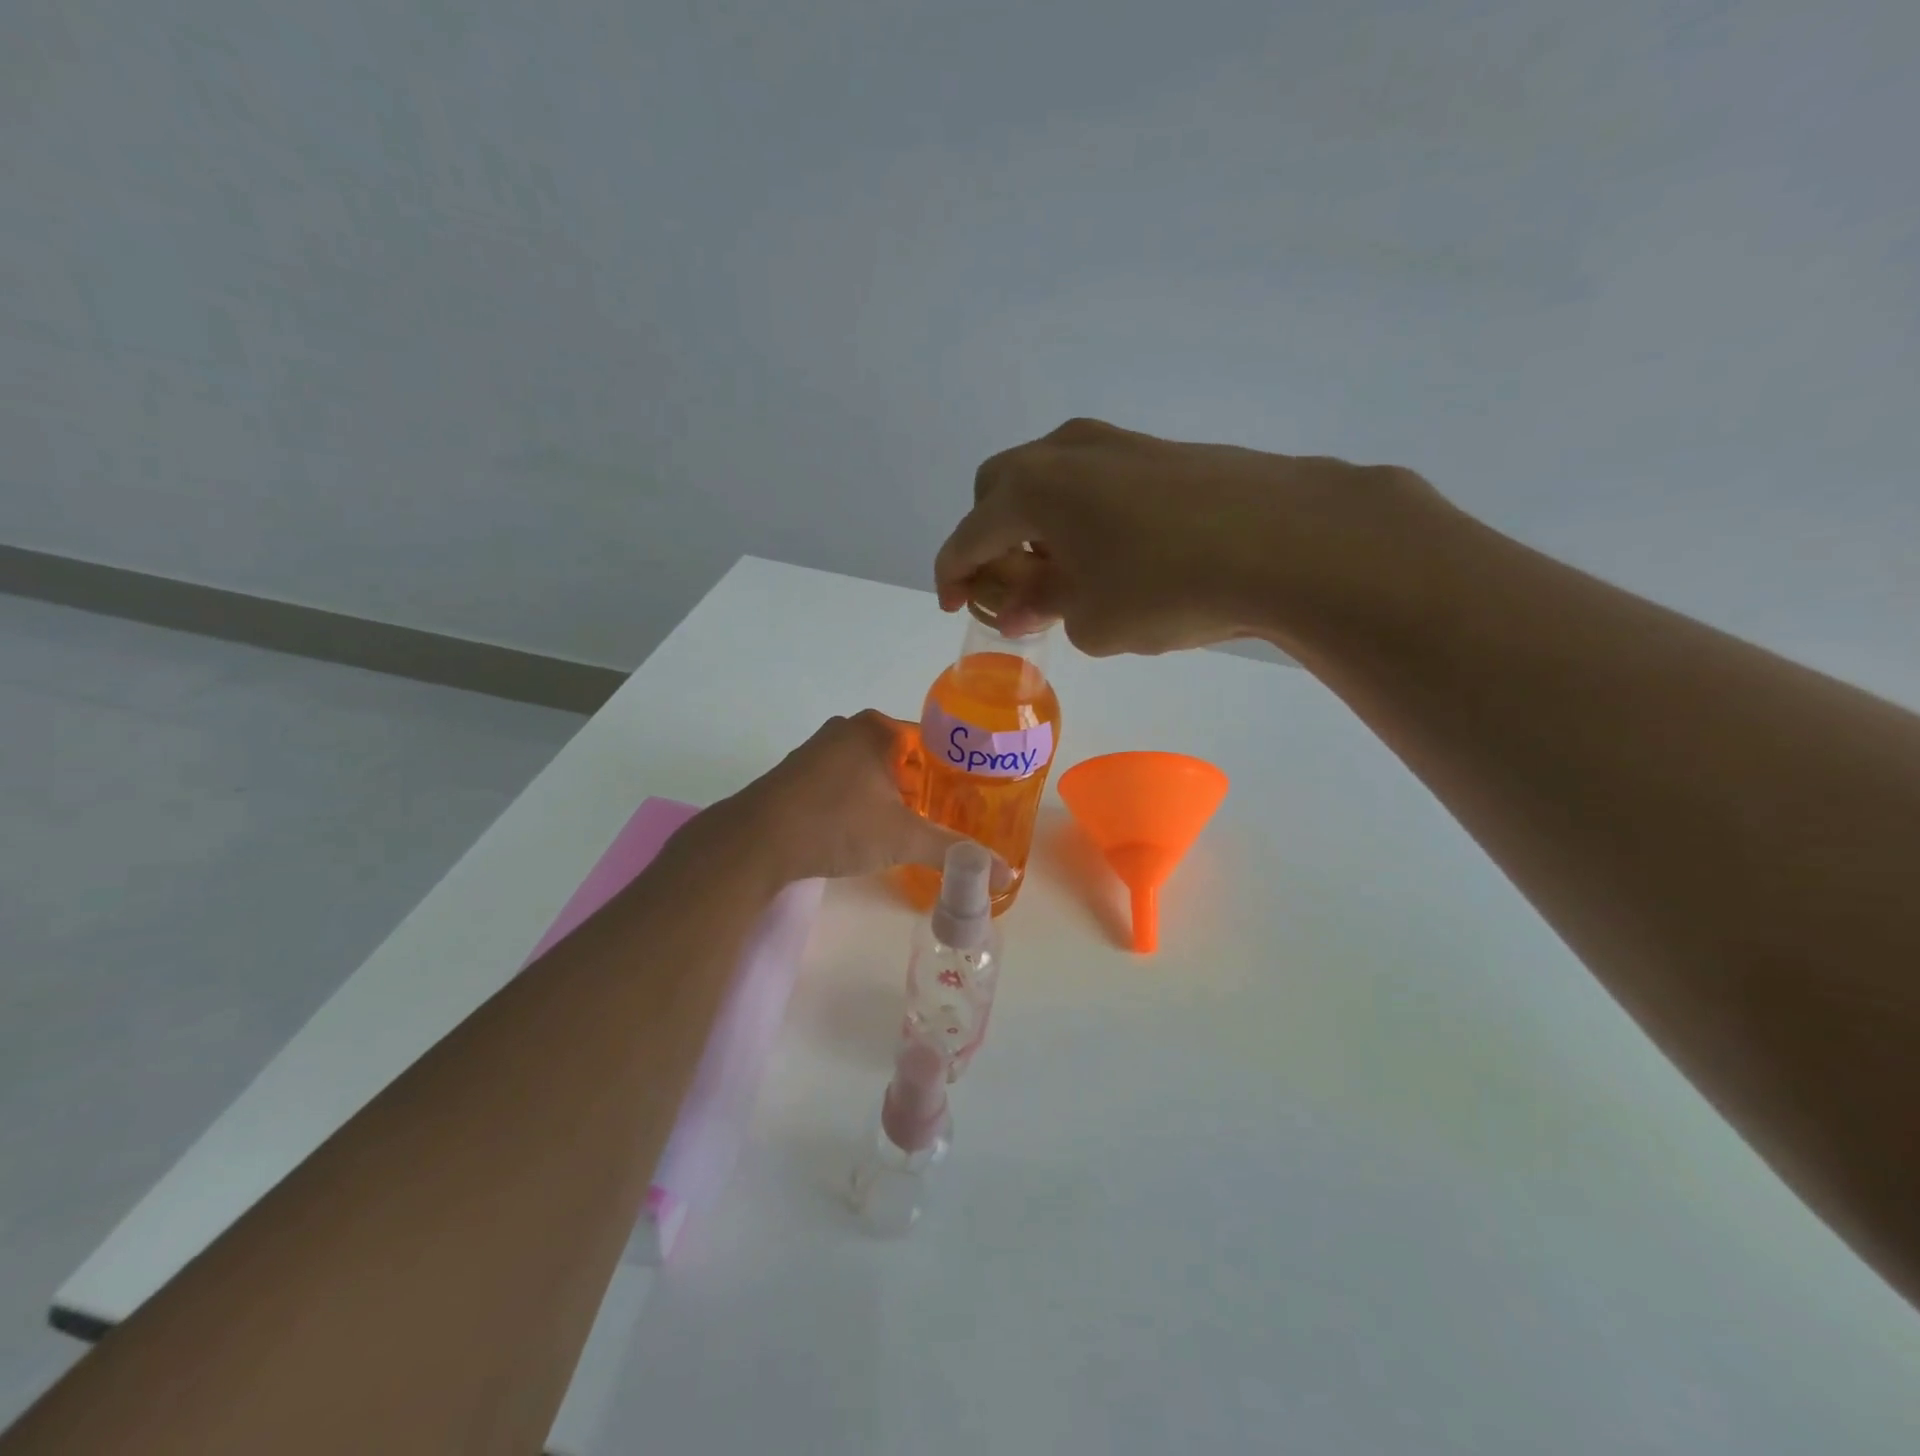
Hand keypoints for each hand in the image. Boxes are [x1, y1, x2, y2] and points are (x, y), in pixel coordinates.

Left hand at [713, 711, 983, 884]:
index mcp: (876, 728)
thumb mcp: (901, 838)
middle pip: (904, 756)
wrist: (755, 842)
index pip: (933, 741)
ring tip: (915, 826)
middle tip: (949, 817)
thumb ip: (953, 851)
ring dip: (892, 794)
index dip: (955, 770)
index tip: (973, 798)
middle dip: (925, 785)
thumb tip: (1004, 874)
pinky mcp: (798, 774)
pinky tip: (869, 829)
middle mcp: (848, 729)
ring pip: (872, 769)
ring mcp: (818, 750)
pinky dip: (862, 800)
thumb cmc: (835, 824)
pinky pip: (846, 781)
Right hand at [934, 417, 1451, 656]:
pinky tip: (1113, 556)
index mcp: (1030, 489)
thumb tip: (1025, 604)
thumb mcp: (1090, 619)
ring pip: (1048, 481)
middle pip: (999, 490)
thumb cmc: (1167, 587)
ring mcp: (1115, 443)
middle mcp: (1063, 452)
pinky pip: (1093, 481)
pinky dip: (1081, 516)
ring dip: (1038, 526)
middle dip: (992, 539)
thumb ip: (1044, 608)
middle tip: (1013, 588)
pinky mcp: (1159, 450)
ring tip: (1064, 576)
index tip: (953, 605)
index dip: (953, 575)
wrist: (1289, 541)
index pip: (968, 536)